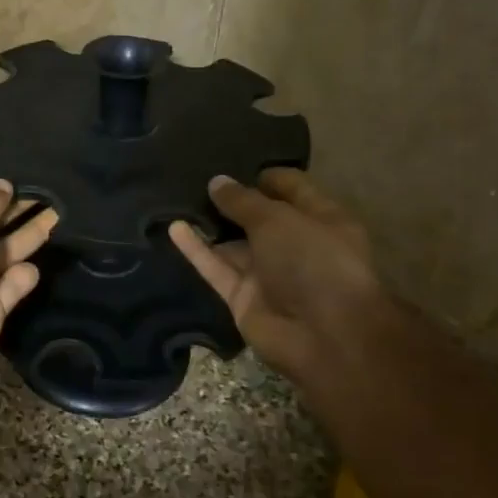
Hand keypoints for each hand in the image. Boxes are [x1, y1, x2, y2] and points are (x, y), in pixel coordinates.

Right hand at [169, 169, 384, 390]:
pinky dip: (197, 250)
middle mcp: (295, 245)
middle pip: (258, 218)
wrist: (324, 336)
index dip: (264, 175)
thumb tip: (217, 181)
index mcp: (321, 219)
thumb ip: (243, 200)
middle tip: (194, 177)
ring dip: (209, 225)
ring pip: (233, 244)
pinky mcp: (243, 298)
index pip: (291, 189)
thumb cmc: (314, 261)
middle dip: (230, 200)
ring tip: (175, 198)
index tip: (231, 161)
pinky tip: (173, 227)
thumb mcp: (278, 220)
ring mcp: (268, 274)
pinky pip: (216, 268)